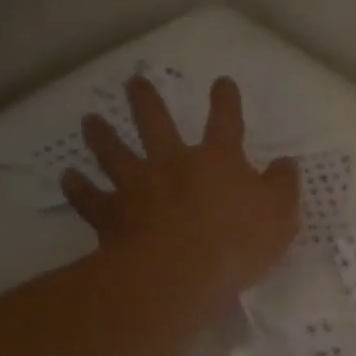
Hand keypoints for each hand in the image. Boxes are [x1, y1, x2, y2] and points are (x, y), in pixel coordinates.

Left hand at [61, 76, 299, 306]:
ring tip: (90, 120)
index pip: (225, 122)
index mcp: (217, 160)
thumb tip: (286, 163)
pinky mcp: (112, 215)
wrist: (178, 272)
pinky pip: (90, 197)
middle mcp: (173, 163)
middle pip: (156, 123)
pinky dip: (79, 187)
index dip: (226, 101)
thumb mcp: (279, 216)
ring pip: (114, 152)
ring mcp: (137, 186)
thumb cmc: (236, 242)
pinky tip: (68, 177)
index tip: (222, 82)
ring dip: (102, 135)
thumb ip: (282, 186)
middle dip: (146, 101)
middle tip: (135, 83)